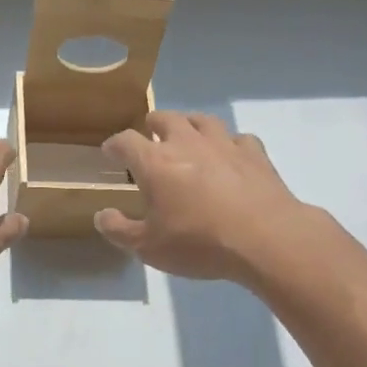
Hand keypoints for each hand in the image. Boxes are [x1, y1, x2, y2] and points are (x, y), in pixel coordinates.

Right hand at [92, 112, 315, 281]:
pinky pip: (238, 138)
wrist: (265, 239)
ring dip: (190, 126)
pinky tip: (229, 156)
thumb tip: (101, 215)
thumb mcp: (148, 247)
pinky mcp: (255, 153)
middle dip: (152, 126)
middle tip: (150, 138)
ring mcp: (224, 144)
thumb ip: (120, 230)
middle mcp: (187, 143)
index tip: (110, 152)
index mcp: (155, 163)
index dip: (114, 145)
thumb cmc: (199, 243)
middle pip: (165, 119)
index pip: (125, 141)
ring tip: (187, 138)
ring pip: (202, 120)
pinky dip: (228, 144)